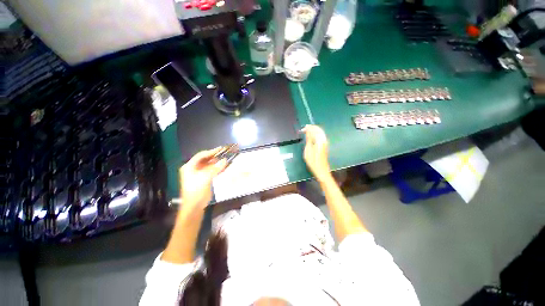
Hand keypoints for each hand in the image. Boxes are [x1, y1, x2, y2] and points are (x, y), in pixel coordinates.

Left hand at [179, 148, 227, 210]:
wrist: (195, 206)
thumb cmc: (196, 190)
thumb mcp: (205, 178)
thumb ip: (215, 168)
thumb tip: (225, 160)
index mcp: (189, 167)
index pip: (201, 156)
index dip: (211, 151)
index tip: (221, 149)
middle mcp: (193, 168)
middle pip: (205, 160)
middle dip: (215, 157)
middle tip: (225, 153)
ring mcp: (199, 174)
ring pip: (209, 165)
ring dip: (217, 162)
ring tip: (226, 159)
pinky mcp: (204, 179)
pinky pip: (212, 171)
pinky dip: (218, 168)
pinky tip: (224, 167)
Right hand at [302, 125, 331, 181]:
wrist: (322, 170)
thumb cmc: (313, 162)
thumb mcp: (308, 151)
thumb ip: (309, 139)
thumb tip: (308, 131)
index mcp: (319, 141)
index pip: (314, 130)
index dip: (308, 128)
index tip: (302, 129)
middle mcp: (324, 140)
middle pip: (319, 130)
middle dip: (312, 128)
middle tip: (304, 128)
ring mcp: (325, 143)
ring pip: (320, 132)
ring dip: (314, 130)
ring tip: (307, 131)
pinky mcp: (325, 145)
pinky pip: (321, 136)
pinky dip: (316, 134)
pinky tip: (312, 136)